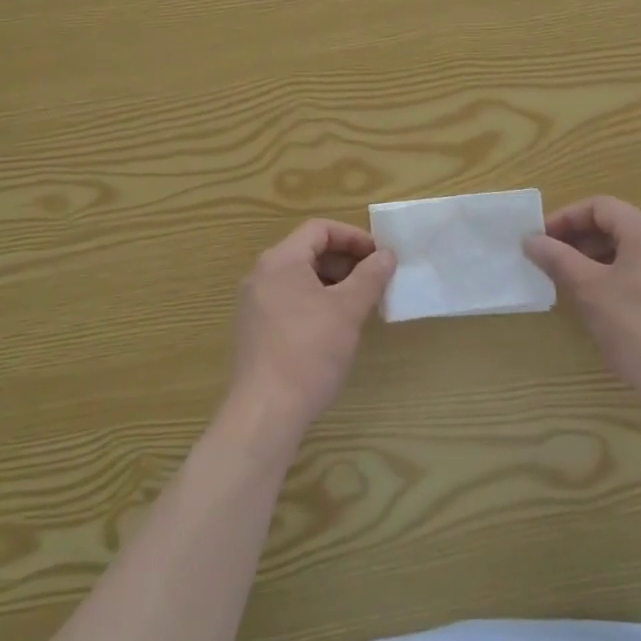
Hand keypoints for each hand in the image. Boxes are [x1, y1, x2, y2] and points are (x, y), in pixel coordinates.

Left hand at [224, 219, 395, 446]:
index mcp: (280, 260)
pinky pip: (289, 301)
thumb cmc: (309, 351)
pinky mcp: (254, 330)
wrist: (265, 411)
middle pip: (308, 251)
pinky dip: (315, 302)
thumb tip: (386, 255)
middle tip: (376, 280)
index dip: (353, 237)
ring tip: (360, 304)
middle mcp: (261, 275)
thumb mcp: (348, 310)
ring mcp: (254, 304)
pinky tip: (335, 327)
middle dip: (345, 261)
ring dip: (332, 283)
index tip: (380, 256)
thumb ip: (370, 276)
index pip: (319, 229)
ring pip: (299, 278)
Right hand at [524, 196, 640, 394]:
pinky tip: (608, 301)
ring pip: (636, 250)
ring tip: (576, 282)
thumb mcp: (589, 290)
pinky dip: (624, 275)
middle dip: (581, 239)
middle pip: (619, 225)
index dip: (565, 218)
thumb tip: (532, 240)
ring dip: (601, 258)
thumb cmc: (637, 325)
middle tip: (552, 261)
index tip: (541, 239)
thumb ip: (558, 259)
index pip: (599, 207)